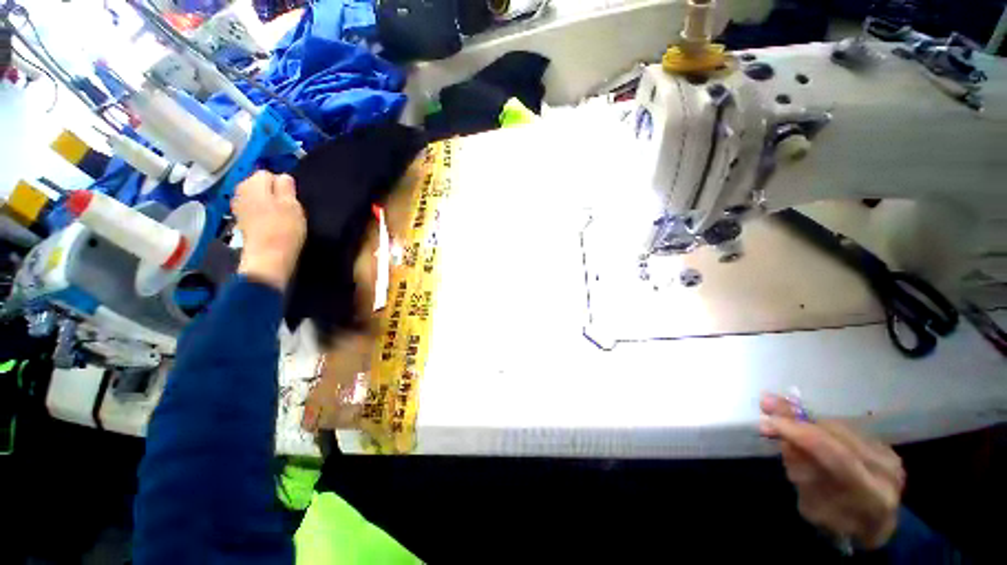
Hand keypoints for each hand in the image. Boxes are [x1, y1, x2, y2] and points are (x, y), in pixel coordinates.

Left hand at [233, 171, 306, 290]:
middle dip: (273, 192)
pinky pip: (254, 210)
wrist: (268, 256)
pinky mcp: (240, 221)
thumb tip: (283, 176)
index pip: (268, 173)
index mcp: (253, 183)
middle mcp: (240, 191)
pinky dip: (262, 214)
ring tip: (281, 217)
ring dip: (268, 203)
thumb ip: (286, 186)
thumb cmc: (284, 228)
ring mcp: (238, 207)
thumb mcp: (292, 204)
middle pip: (259, 185)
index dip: (282, 184)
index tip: (292, 199)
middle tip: (289, 208)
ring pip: (257, 198)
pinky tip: (272, 224)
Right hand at [760, 394, 904, 549]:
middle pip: (837, 435)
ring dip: (806, 419)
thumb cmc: (836, 524)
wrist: (876, 528)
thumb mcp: (811, 506)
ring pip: (840, 427)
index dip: (801, 433)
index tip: (768, 420)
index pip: (835, 455)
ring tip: (778, 411)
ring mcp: (889, 456)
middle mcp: (885, 471)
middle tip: (766, 403)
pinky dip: (820, 425)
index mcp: (871, 495)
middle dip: (798, 419)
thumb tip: (780, 433)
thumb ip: (801, 470)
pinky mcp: (886, 447)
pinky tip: (803, 424)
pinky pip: (847, 429)